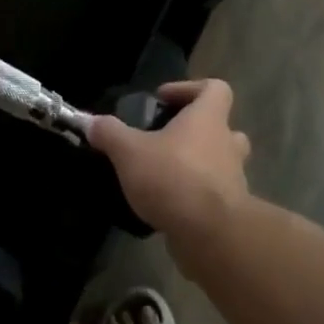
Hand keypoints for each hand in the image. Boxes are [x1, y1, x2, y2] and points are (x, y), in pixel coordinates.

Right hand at [87, 79, 250, 254]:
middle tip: (168, 139)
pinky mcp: (231, 211)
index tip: (164, 99)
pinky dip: (197, 196)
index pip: (215, 88)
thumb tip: (90, 122)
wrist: (211, 236)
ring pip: (222, 162)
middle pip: (223, 126)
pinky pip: (215, 194)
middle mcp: (227, 144)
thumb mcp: (129, 151)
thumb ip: (109, 133)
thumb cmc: (173, 178)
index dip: (190, 88)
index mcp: (208, 118)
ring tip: (167, 173)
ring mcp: (234, 178)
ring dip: (200, 164)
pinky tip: (169, 205)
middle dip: (198, 131)